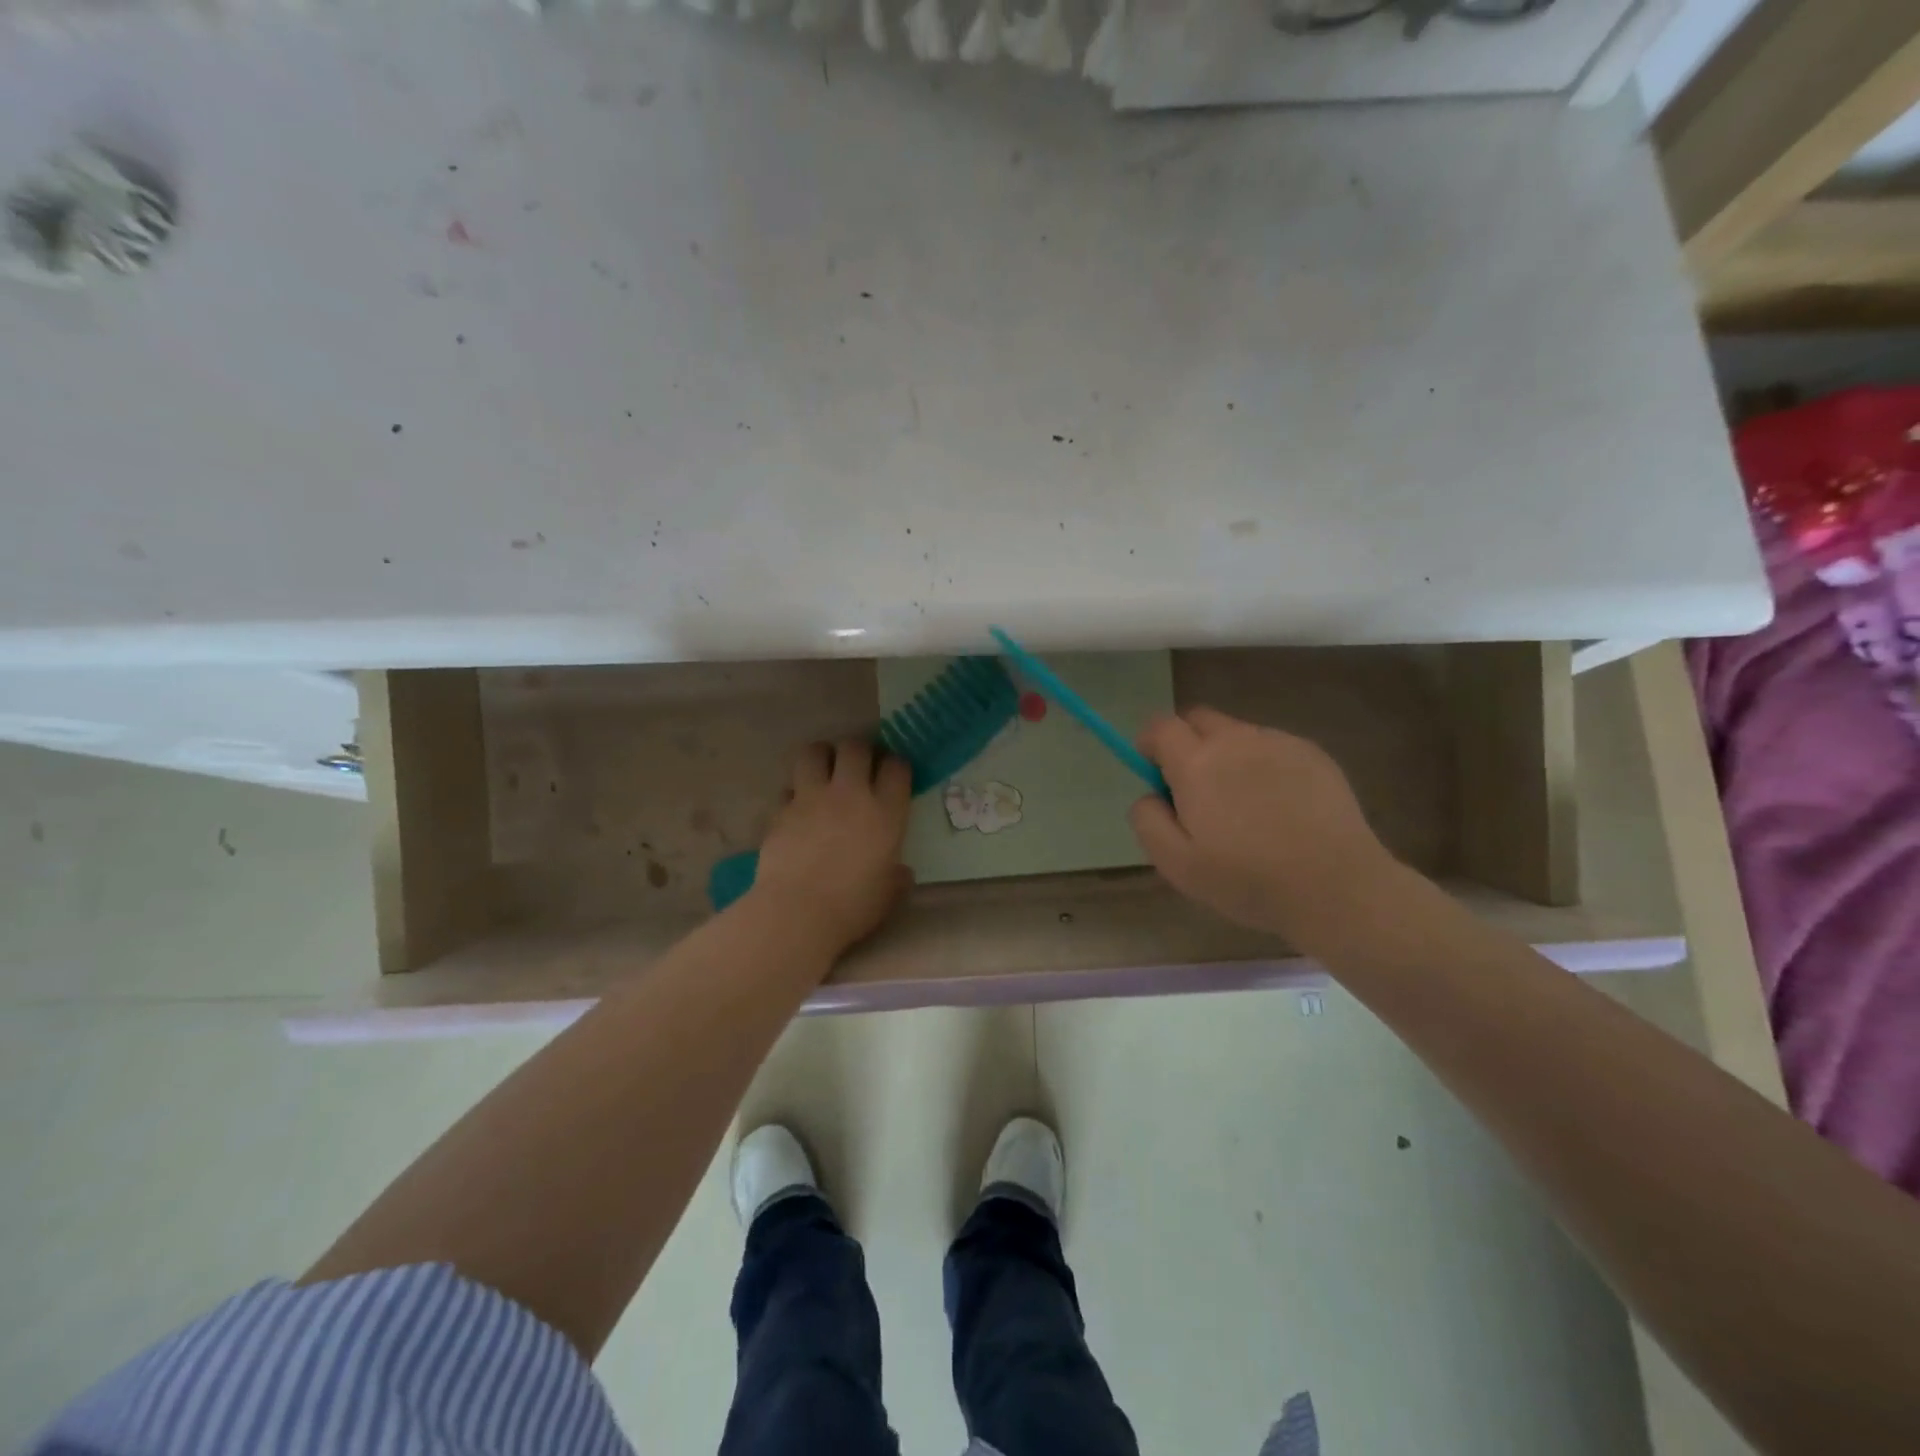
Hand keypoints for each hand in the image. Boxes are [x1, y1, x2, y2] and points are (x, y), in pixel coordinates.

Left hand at [747, 739, 913, 955]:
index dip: (896, 765)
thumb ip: (897, 876)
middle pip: (856, 748)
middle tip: (858, 765)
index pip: (897, 767)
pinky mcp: (781, 810)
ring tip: (824, 770)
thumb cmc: (853, 906)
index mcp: (885, 812)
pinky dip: (794, 793)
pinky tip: (797, 807)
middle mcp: (850, 794)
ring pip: (815, 752)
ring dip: (822, 756)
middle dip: (859, 750)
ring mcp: (812, 798)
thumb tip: (901, 872)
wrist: (797, 913)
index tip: (893, 774)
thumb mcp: (889, 893)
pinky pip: (788, 787)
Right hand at [1129, 707, 1398, 946]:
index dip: (1150, 744)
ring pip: (1238, 733)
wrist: (1336, 887)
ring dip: (1228, 754)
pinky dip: (1264, 765)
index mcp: (1197, 762)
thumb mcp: (1176, 864)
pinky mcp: (1314, 754)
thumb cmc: (1247, 879)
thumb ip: (1147, 820)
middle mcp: (1236, 739)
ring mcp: (1279, 743)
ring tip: (1245, 804)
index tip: (1156, 774)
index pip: (1160, 726)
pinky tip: (1281, 806)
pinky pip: (1273, 747)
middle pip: (1199, 718)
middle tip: (1196, 789)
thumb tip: (1149, 794)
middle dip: (1187, 742)